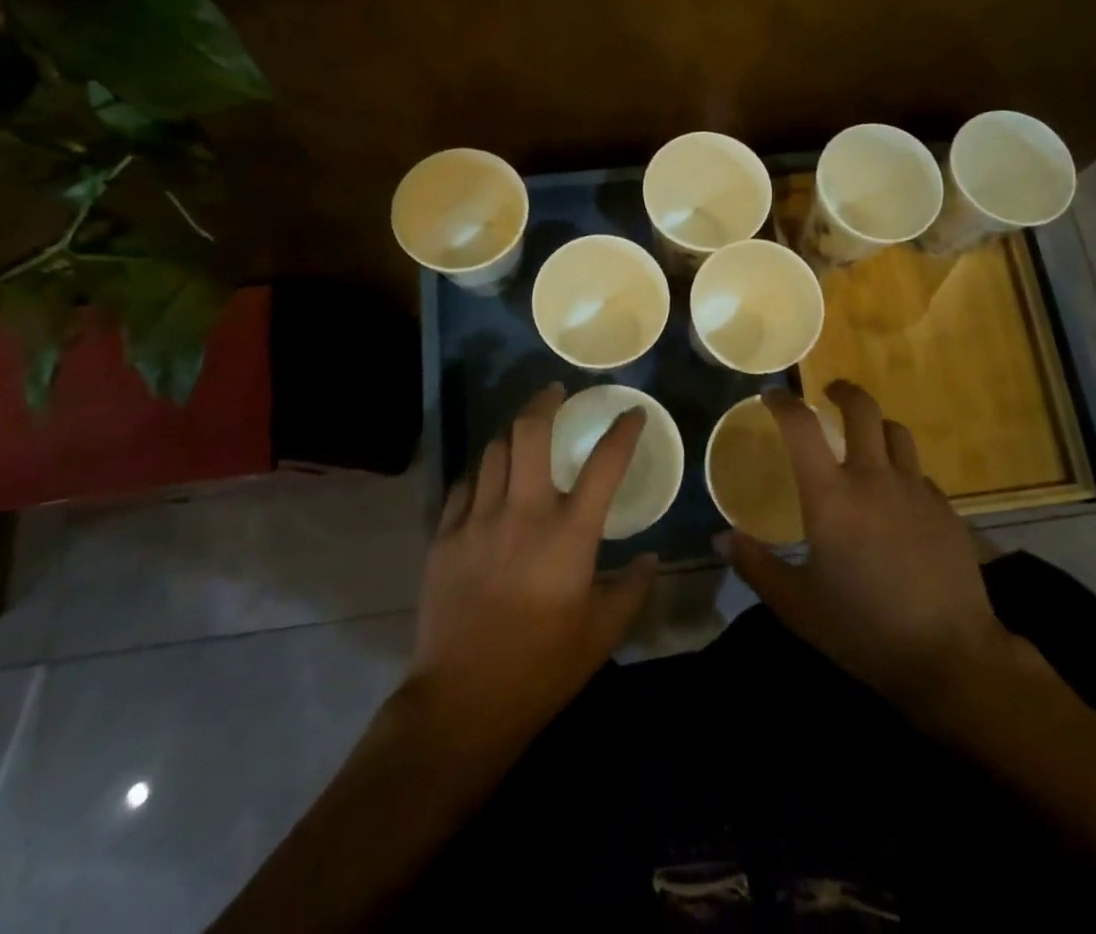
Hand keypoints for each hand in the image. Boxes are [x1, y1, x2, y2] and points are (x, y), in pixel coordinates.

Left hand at [407, 383, 658, 748]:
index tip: (631, 413)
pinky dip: (482, 474)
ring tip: (524, 435)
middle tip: (557, 393)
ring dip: (513, 435)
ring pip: (493, 451)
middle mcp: (523, 513)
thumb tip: (650, 559)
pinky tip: (489, 482)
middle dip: (545, 401)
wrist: (462, 703)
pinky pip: (463, 486)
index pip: (604, 464)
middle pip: (529, 432)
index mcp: (569, 534)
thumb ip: (632, 589)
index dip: (623, 431)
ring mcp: (478, 521)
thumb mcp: (602, 634)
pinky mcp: (445, 538)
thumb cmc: (542, 669)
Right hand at [721, 382, 1051, 729]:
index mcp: (831, 496)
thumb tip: (721, 538)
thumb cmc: (864, 630)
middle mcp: (873, 478)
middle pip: (862, 409)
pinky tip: (896, 496)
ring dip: (876, 425)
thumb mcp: (797, 606)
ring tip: (865, 437)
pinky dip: (901, 468)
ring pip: (896, 432)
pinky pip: (918, 472)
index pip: (801, 426)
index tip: (771, 395)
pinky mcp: (945, 509)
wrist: (952, 657)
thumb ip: (756, 566)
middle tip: (829, 392)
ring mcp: (915, 490)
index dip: (783, 403)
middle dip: (843, 391)